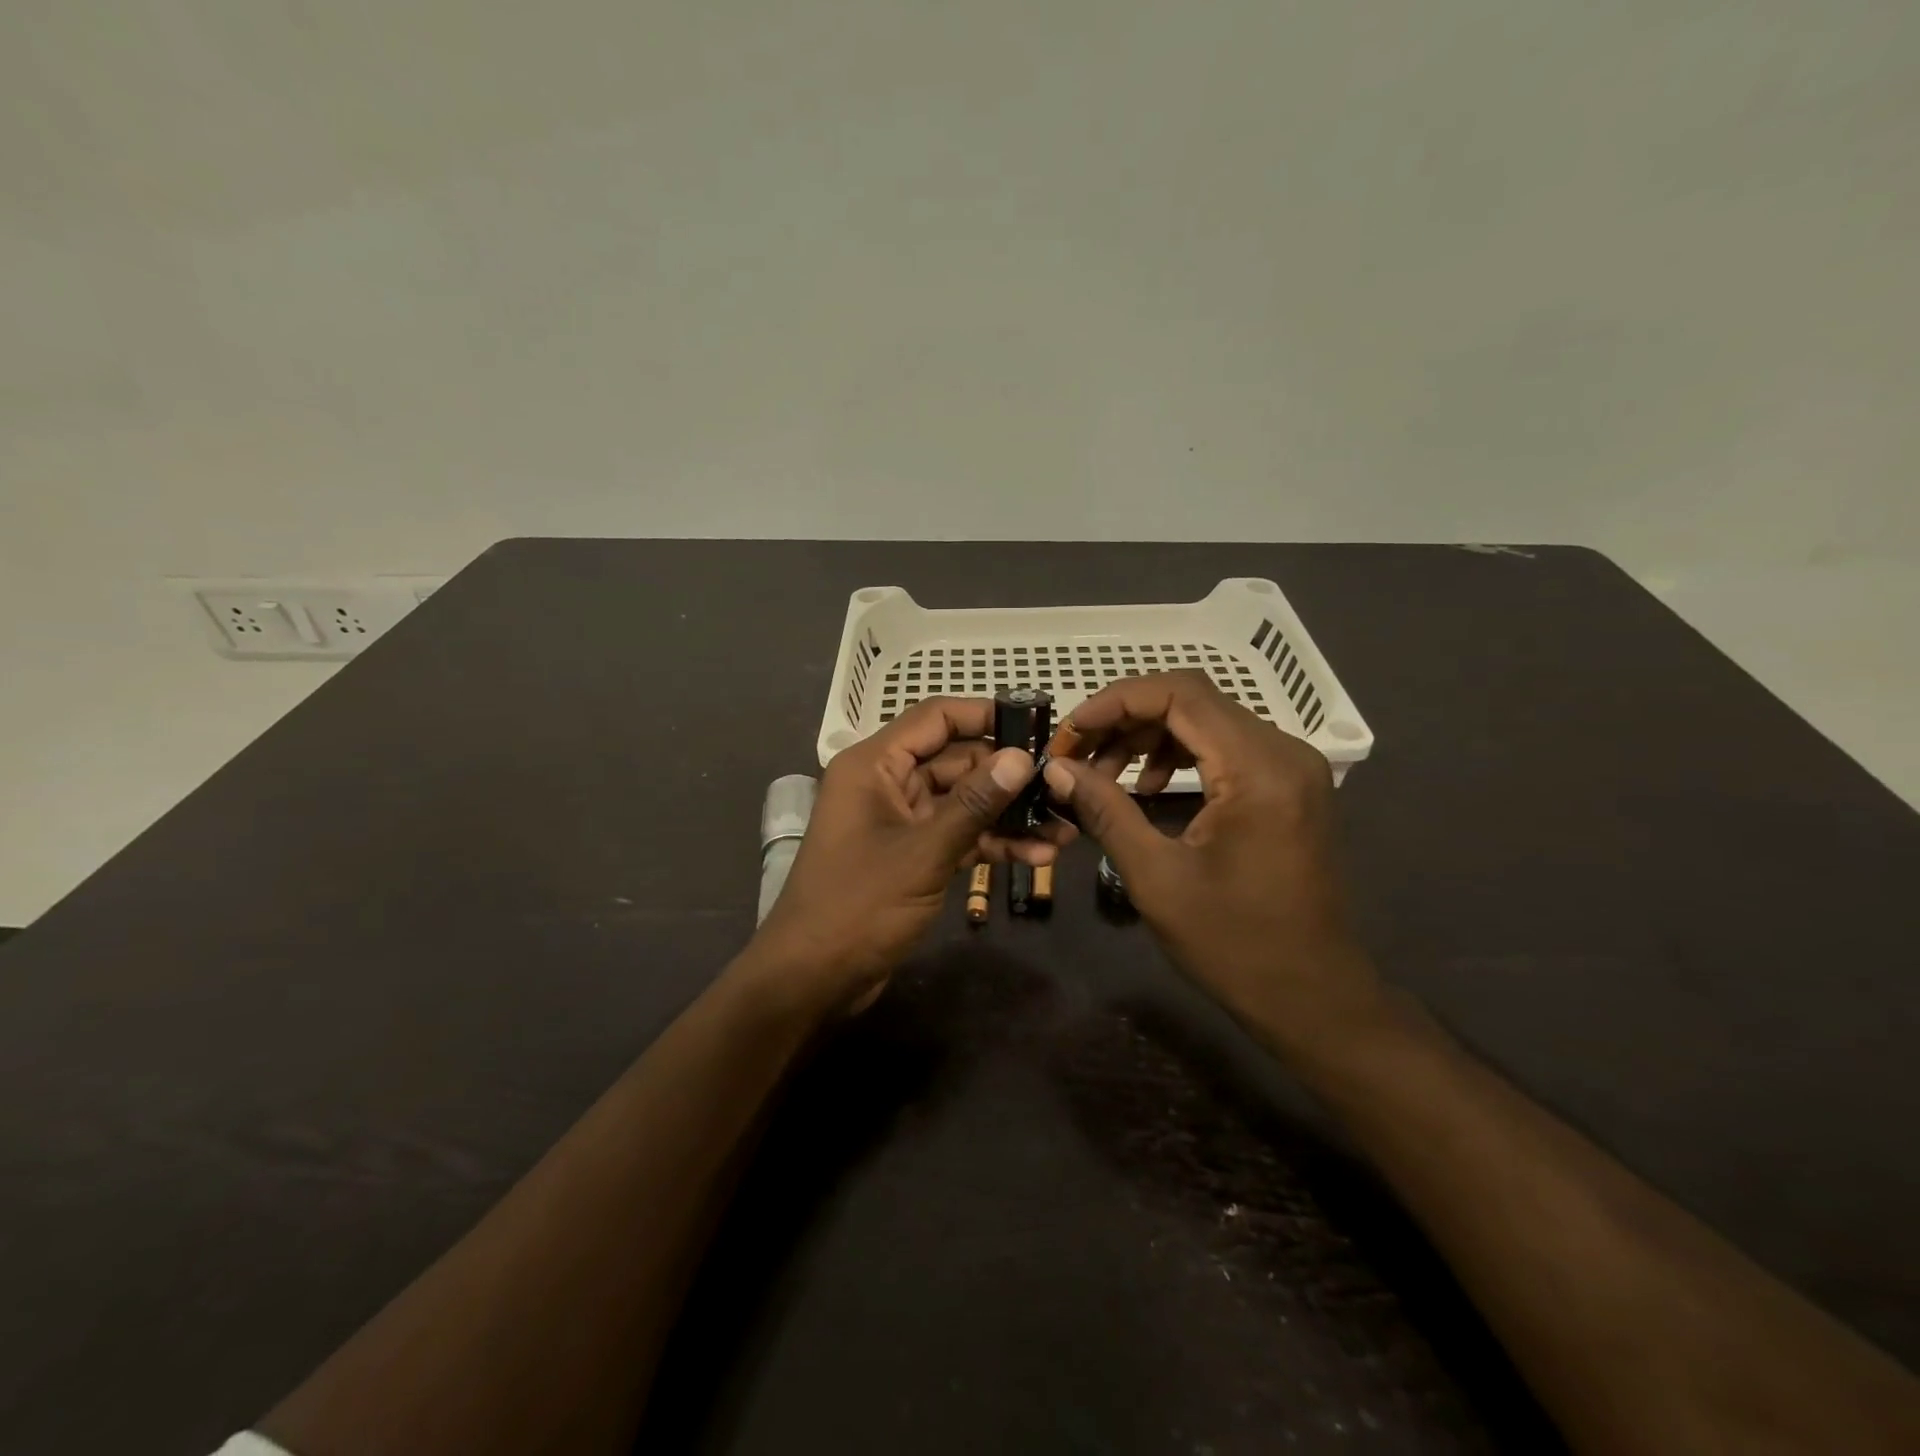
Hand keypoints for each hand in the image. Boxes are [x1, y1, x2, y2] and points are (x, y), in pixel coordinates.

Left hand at [742, 698, 1048, 1018]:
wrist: (813, 978)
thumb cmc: (858, 905)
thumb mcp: (923, 852)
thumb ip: (974, 804)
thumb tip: (1020, 758)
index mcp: (874, 766)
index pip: (935, 718)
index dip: (985, 716)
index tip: (1035, 725)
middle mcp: (886, 784)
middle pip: (955, 760)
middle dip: (1007, 775)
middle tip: (1060, 784)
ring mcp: (900, 821)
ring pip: (962, 802)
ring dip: (1007, 815)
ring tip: (1062, 826)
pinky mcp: (911, 855)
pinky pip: (957, 835)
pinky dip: (991, 843)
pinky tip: (1037, 856)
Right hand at [1042, 671, 1383, 1055]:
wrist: (1312, 997)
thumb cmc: (1234, 944)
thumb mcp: (1156, 877)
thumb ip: (1104, 810)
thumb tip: (1056, 769)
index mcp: (1258, 768)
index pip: (1180, 694)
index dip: (1115, 702)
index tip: (1070, 732)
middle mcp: (1283, 752)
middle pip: (1192, 700)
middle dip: (1125, 720)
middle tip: (1076, 755)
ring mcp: (1292, 768)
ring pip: (1206, 720)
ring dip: (1148, 737)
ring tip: (1103, 774)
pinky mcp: (1288, 787)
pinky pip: (1225, 747)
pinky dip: (1178, 754)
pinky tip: (1148, 787)